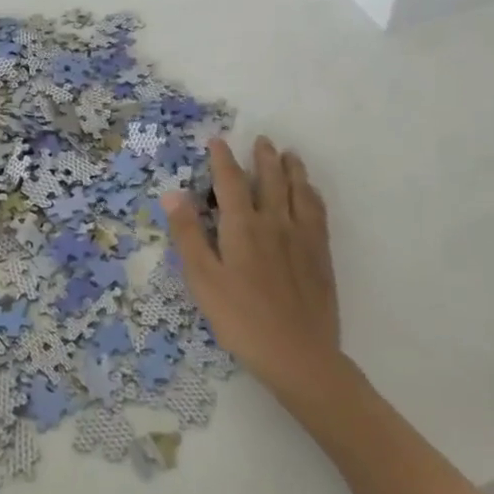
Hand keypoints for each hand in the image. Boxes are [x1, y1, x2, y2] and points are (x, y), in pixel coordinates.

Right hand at [163, 135, 340, 396]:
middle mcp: (275, 222)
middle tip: (262, 140)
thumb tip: (173, 194)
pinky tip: (311, 193)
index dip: (222, 159)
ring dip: (293, 169)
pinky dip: (312, 195)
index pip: (231, 181)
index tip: (218, 141)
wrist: (298, 353)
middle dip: (264, 157)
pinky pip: (318, 212)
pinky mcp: (321, 255)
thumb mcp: (202, 280)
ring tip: (290, 155)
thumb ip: (188, 235)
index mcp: (242, 226)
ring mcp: (302, 237)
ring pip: (299, 191)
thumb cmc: (240, 319)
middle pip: (271, 179)